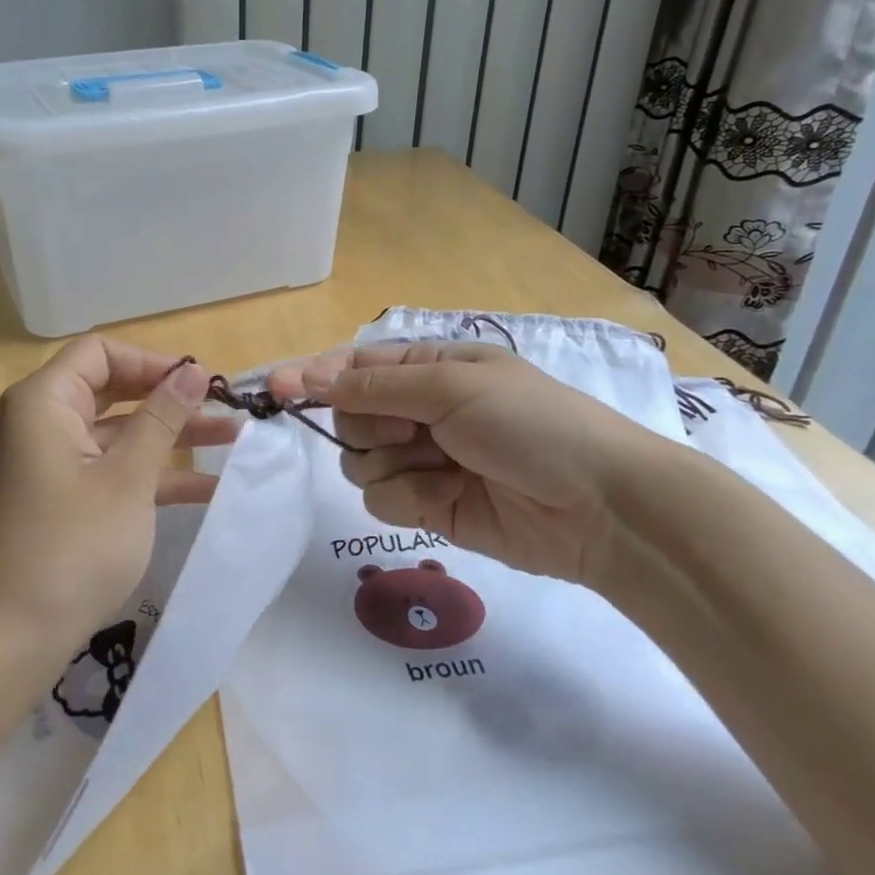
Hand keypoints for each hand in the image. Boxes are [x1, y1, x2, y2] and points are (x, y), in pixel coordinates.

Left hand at [0, 337, 233, 664]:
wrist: (8, 639)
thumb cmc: (71, 546)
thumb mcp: (127, 478)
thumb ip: (162, 419)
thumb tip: (194, 371)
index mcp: (43, 402)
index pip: (100, 353)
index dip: (152, 361)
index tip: (198, 383)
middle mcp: (40, 423)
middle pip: (111, 391)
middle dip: (169, 400)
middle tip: (224, 409)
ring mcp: (48, 464)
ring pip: (116, 434)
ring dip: (169, 438)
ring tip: (234, 441)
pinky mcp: (58, 501)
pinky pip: (108, 470)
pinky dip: (149, 474)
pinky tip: (206, 488)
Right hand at [269, 341, 666, 587]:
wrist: (598, 507)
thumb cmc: (529, 424)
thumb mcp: (451, 388)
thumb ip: (375, 385)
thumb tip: (308, 374)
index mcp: (428, 369)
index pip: (353, 366)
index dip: (314, 376)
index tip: (276, 389)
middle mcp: (419, 411)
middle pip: (349, 417)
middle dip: (370, 427)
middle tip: (410, 432)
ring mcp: (422, 461)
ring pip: (360, 463)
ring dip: (394, 466)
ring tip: (443, 469)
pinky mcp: (428, 506)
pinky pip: (382, 500)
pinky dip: (411, 499)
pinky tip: (450, 497)